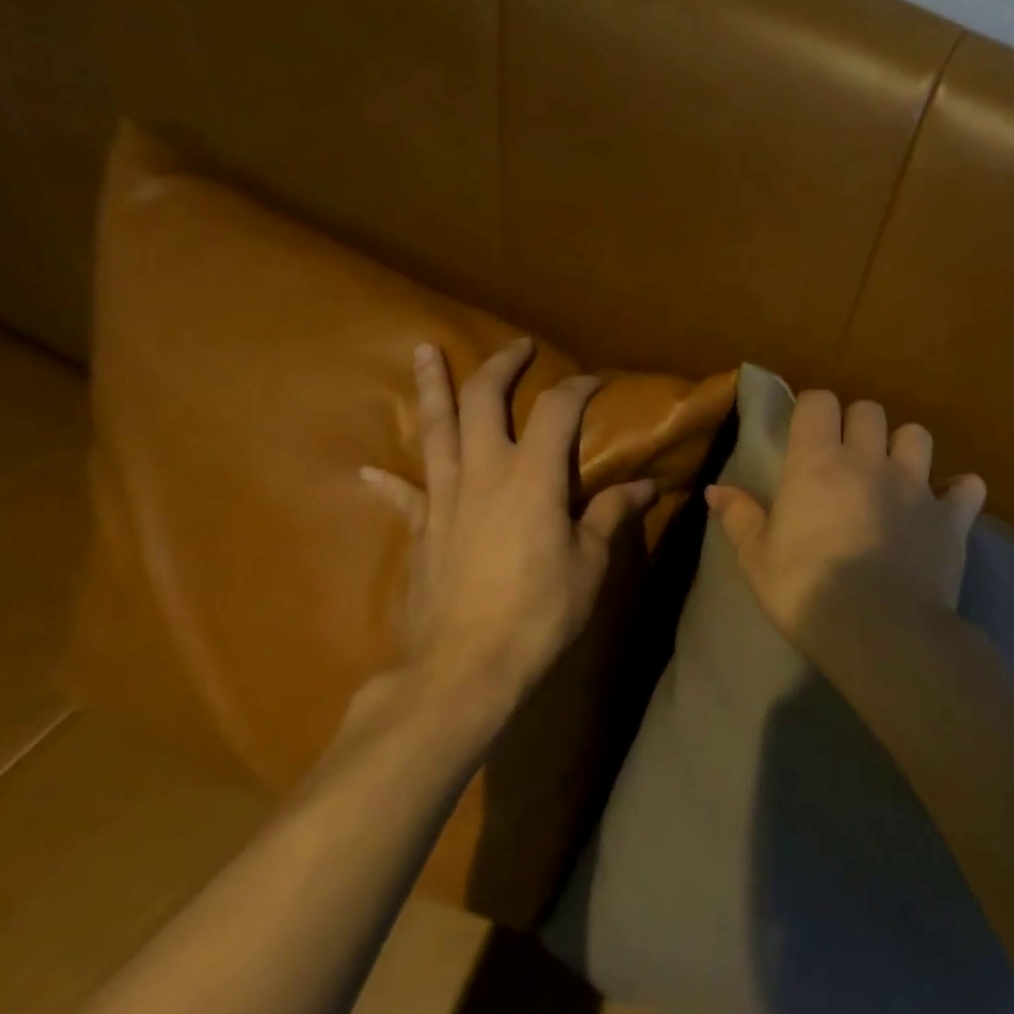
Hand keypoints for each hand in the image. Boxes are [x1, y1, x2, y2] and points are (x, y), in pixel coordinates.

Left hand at [360, 340, 655, 736]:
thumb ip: (611, 515)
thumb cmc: (540, 611)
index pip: (556, 410)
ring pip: (434, 429)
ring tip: (424, 351)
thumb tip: (644, 486)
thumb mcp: (589, 563)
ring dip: (432, 387)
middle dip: (500, 367)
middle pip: (482, 401)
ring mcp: (444, 498)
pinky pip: (405, 495)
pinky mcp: (421, 529)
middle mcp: (483, 472)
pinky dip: (389, 481)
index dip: (578, 387)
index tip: (595, 380)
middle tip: (516, 347)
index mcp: (532, 476)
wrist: (465, 666)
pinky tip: (369, 471)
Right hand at [705, 390, 985, 658]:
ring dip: (906, 447)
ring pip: (918, 435)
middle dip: (858, 424)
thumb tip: (716, 489)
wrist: (879, 630)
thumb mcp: (757, 560)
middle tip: (848, 456)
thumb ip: (739, 517)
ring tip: (896, 474)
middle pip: (870, 410)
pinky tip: (947, 507)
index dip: (813, 410)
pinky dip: (959, 492)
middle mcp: (870, 461)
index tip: (807, 433)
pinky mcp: (951, 518)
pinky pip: (968, 488)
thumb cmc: (806, 591)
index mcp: (818, 463)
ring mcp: (916, 486)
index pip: (819, 402)